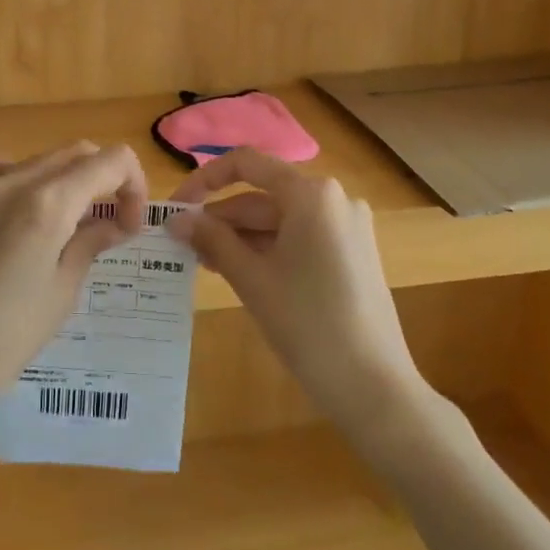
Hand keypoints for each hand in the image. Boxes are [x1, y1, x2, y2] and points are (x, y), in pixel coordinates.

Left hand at [0, 142, 148, 434]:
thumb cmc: (7, 338)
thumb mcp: (63, 291)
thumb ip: (90, 242)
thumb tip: (114, 222)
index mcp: (48, 204)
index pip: (111, 162)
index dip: (133, 186)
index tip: (129, 225)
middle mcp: (13, 181)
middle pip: (77, 154)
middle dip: (104, 181)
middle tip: (109, 225)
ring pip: (38, 159)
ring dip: (65, 181)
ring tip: (64, 224)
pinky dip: (14, 174)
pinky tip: (15, 203)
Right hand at [168, 149, 428, 430]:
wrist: (373, 385)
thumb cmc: (307, 324)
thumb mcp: (251, 278)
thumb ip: (212, 240)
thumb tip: (175, 219)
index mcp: (311, 193)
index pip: (247, 164)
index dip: (205, 179)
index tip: (176, 207)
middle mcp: (334, 199)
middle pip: (264, 195)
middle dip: (222, 218)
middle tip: (182, 246)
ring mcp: (348, 227)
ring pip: (281, 220)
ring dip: (242, 237)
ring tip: (204, 263)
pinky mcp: (353, 253)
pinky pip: (301, 238)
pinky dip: (269, 250)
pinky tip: (242, 272)